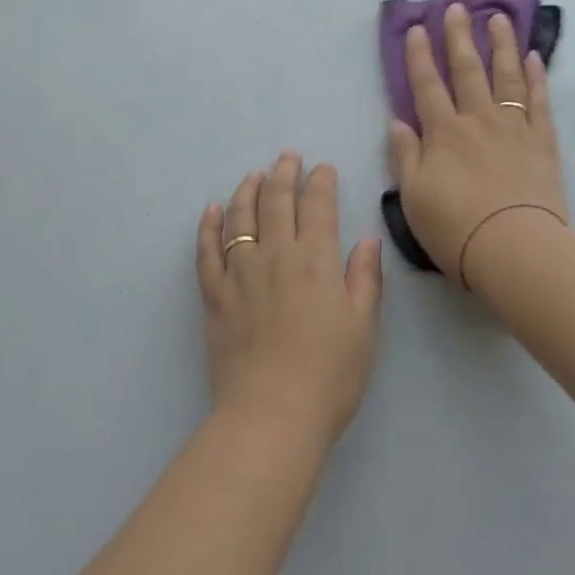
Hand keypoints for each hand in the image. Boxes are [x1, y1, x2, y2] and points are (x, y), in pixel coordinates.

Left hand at [196, 155, 383, 449]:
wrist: (271, 416)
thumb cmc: (329, 374)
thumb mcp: (363, 327)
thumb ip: (365, 278)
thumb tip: (368, 239)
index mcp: (316, 260)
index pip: (318, 206)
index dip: (321, 182)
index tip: (323, 168)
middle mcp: (276, 256)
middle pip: (277, 202)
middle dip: (284, 174)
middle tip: (288, 158)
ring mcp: (240, 274)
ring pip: (240, 218)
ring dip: (247, 190)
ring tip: (253, 175)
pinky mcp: (214, 296)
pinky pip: (206, 251)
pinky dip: (207, 227)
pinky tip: (211, 210)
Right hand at [388, 3, 566, 291]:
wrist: (514, 248)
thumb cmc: (456, 228)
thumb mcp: (413, 197)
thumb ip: (405, 156)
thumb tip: (398, 122)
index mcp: (443, 133)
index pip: (426, 85)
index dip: (419, 56)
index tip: (416, 28)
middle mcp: (477, 120)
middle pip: (467, 69)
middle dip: (459, 36)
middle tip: (457, 6)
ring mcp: (513, 127)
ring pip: (506, 76)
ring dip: (500, 44)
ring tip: (498, 18)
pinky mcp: (542, 141)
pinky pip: (539, 101)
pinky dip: (536, 77)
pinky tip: (534, 57)